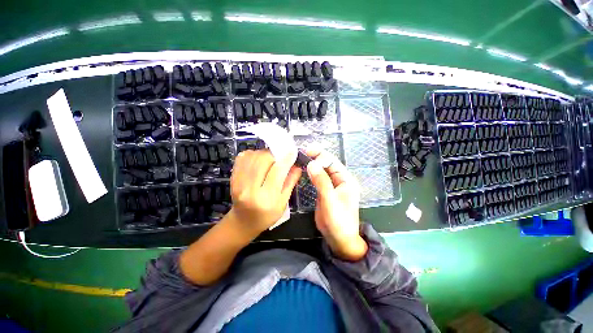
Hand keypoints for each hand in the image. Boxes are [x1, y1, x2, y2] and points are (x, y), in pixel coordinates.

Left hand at [227, 149, 301, 238]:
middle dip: (274, 155)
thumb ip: (290, 183)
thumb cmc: (266, 216)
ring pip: (252, 157)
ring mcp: (238, 183)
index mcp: (266, 198)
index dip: (286, 159)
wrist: (243, 222)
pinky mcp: (232, 178)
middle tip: (280, 159)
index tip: (293, 152)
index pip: (277, 172)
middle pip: (263, 160)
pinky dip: (252, 155)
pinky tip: (258, 160)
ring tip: (270, 160)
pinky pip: (242, 158)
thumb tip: (297, 166)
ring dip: (264, 154)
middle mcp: (250, 189)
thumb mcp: (283, 203)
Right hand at [305, 149, 367, 260]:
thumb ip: (321, 181)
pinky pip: (318, 178)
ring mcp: (332, 185)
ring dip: (313, 164)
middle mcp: (340, 180)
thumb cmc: (338, 220)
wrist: (339, 239)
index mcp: (346, 180)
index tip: (308, 156)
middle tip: (303, 152)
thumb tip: (312, 164)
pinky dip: (312, 173)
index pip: (333, 162)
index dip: (321, 157)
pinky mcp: (325, 191)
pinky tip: (304, 169)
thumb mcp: (330, 200)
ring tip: (302, 157)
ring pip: (322, 170)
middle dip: (317, 157)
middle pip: (328, 164)